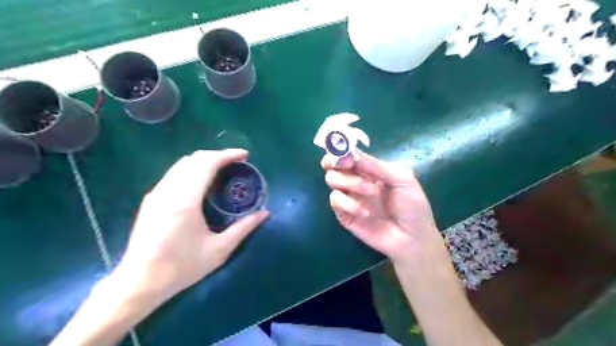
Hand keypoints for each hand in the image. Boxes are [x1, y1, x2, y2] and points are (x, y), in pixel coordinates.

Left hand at [117, 150, 266, 300]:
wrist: (139, 283)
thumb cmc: (182, 267)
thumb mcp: (219, 250)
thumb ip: (244, 228)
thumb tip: (265, 213)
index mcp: (185, 201)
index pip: (206, 164)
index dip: (227, 155)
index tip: (244, 155)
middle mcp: (168, 191)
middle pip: (194, 159)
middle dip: (217, 155)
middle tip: (236, 162)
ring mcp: (156, 194)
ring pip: (182, 164)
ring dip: (204, 161)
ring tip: (222, 169)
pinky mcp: (151, 200)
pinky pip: (174, 174)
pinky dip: (192, 169)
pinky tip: (202, 182)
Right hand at [320, 150, 445, 263]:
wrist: (412, 238)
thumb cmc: (412, 206)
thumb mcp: (402, 179)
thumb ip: (378, 166)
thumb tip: (353, 154)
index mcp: (369, 169)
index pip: (348, 154)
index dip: (343, 149)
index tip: (349, 155)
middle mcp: (355, 180)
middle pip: (333, 165)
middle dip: (336, 162)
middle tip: (349, 166)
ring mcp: (349, 197)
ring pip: (331, 180)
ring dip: (350, 182)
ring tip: (371, 191)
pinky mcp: (344, 214)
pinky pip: (335, 201)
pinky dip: (349, 204)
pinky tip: (366, 212)